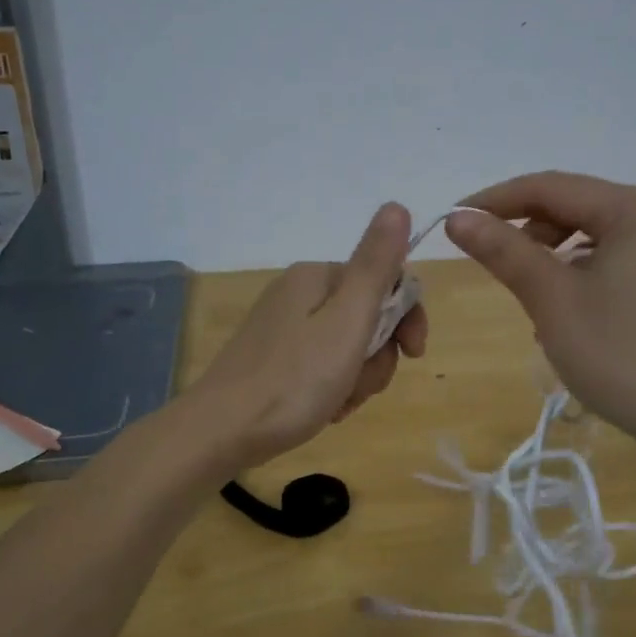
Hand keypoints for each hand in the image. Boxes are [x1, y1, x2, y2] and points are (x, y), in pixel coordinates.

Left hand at [189, 203, 428, 470]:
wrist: (221, 432)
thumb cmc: (293, 379)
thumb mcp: (347, 321)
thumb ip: (376, 265)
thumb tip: (397, 205)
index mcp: (317, 277)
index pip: (387, 281)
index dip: (408, 318)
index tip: (414, 354)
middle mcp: (299, 293)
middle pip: (368, 317)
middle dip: (377, 356)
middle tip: (360, 385)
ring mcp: (284, 327)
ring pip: (349, 347)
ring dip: (357, 377)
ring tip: (338, 403)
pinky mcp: (275, 359)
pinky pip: (323, 366)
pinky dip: (333, 387)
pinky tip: (324, 410)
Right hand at [445, 171, 635, 449]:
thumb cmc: (620, 354)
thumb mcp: (552, 300)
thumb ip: (504, 251)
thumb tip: (457, 218)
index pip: (552, 187)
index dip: (496, 200)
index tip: (454, 219)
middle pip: (580, 207)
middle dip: (530, 230)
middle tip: (493, 262)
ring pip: (601, 235)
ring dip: (557, 255)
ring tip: (532, 294)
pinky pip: (624, 259)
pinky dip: (588, 272)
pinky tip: (571, 309)